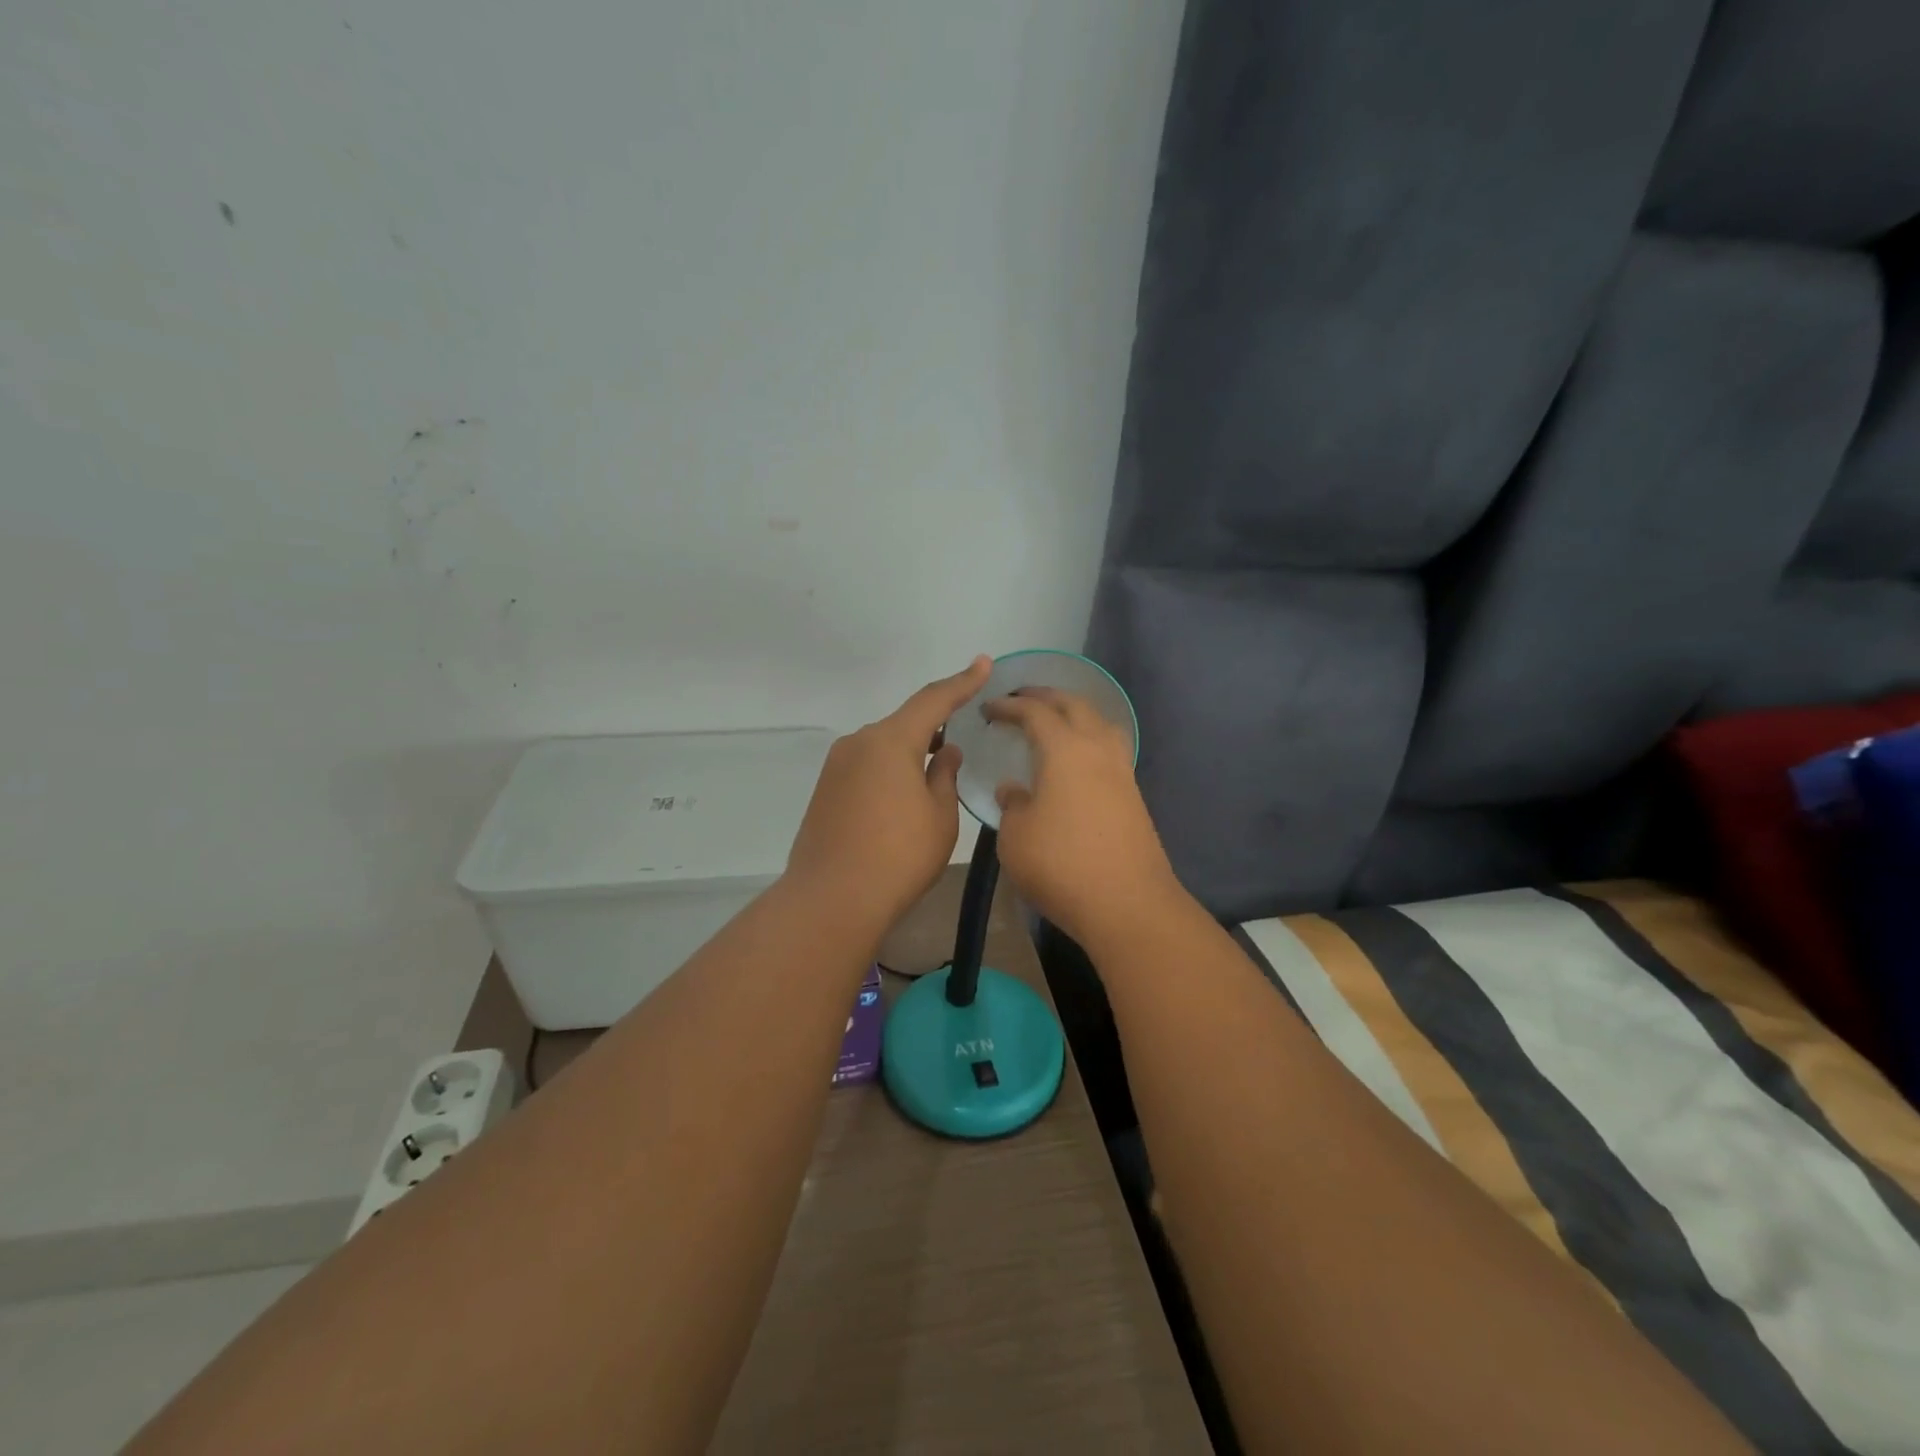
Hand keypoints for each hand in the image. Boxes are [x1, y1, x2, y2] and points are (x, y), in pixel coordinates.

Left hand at [784, 656, 991, 928]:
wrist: (831, 899)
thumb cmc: (898, 856)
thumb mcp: (939, 816)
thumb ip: (945, 777)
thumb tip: (944, 753)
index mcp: (891, 741)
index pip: (933, 700)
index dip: (962, 682)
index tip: (982, 663)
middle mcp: (859, 743)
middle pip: (905, 724)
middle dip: (935, 726)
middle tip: (963, 733)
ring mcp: (837, 767)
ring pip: (884, 747)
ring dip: (911, 752)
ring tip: (937, 770)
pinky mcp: (825, 790)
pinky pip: (867, 767)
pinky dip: (890, 770)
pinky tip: (903, 795)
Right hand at [984, 686, 1181, 948]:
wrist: (1127, 904)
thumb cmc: (1061, 865)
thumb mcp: (1016, 837)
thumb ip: (1012, 805)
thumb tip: (1015, 789)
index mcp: (1064, 750)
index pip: (1035, 712)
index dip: (1009, 706)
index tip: (988, 709)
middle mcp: (1097, 749)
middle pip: (1074, 705)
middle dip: (1045, 696)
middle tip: (1020, 699)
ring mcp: (1121, 771)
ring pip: (1100, 723)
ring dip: (1074, 713)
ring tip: (1053, 721)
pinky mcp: (1133, 795)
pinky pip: (1110, 748)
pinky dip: (1089, 739)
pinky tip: (1076, 759)